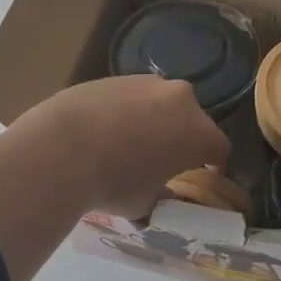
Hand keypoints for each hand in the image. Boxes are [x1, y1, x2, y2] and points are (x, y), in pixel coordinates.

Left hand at [18, 75, 229, 219]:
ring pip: (160, 103)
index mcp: (198, 132)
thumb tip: (161, 194)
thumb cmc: (113, 183)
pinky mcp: (114, 77)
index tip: (206, 173)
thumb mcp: (144, 203)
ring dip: (155, 120)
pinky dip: (126, 111)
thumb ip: (161, 195)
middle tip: (167, 158)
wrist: (61, 148)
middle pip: (191, 119)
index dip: (214, 163)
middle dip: (183, 136)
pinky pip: (130, 96)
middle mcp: (179, 99)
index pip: (219, 147)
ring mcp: (146, 82)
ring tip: (132, 143)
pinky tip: (105, 130)